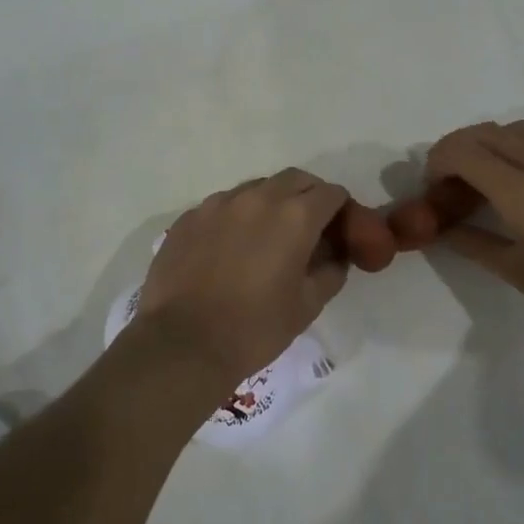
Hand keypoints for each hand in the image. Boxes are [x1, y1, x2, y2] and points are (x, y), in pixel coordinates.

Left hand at [132, 169, 353, 391]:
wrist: (182, 344)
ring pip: (256, 188)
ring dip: (271, 202)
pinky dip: (236, 217)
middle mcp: (258, 198)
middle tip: (309, 226)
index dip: (341, 209)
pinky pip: (222, 205)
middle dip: (309, 196)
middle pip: (295, 180)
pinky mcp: (189, 217)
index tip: (339, 229)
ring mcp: (218, 204)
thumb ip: (330, 272)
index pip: (331, 194)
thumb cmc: (254, 328)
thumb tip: (335, 257)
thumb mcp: (307, 306)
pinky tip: (229, 247)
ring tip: (266, 236)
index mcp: (295, 217)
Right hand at [392, 121, 523, 341]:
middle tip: (447, 182)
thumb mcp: (517, 272)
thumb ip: (475, 244)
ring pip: (515, 130)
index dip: (438, 162)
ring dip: (487, 143)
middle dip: (457, 148)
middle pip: (486, 132)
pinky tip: (513, 185)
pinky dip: (512, 148)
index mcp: (520, 188)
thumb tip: (445, 230)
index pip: (464, 151)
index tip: (432, 188)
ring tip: (478, 177)